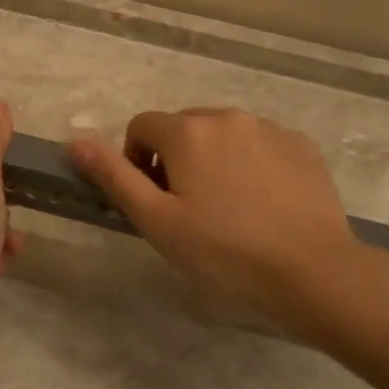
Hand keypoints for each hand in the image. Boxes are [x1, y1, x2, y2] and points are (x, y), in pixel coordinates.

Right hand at [69, 108, 365, 337]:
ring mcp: (269, 128)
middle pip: (183, 128)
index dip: (137, 161)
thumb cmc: (224, 252)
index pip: (142, 127)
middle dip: (176, 158)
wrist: (314, 272)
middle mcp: (226, 116)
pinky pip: (260, 143)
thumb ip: (113, 175)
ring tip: (229, 207)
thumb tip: (74, 141)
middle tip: (189, 208)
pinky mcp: (301, 145)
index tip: (154, 200)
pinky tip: (264, 203)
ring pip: (223, 134)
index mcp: (187, 131)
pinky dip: (251, 163)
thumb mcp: (157, 220)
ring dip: (214, 158)